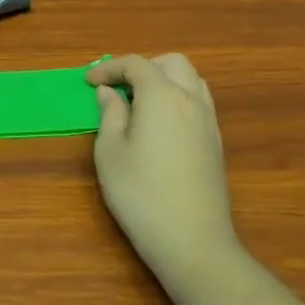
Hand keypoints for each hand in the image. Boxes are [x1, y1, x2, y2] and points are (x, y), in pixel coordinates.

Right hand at [85, 54, 238, 287]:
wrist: (193, 241)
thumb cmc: (140, 194)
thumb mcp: (110, 152)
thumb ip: (110, 115)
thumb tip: (110, 93)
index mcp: (162, 97)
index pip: (137, 64)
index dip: (109, 68)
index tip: (89, 82)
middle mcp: (191, 101)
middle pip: (172, 63)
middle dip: (143, 67)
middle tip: (119, 88)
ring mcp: (209, 122)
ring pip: (191, 81)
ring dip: (164, 81)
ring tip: (139, 104)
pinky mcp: (216, 144)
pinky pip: (198, 103)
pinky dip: (177, 99)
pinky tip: (158, 126)